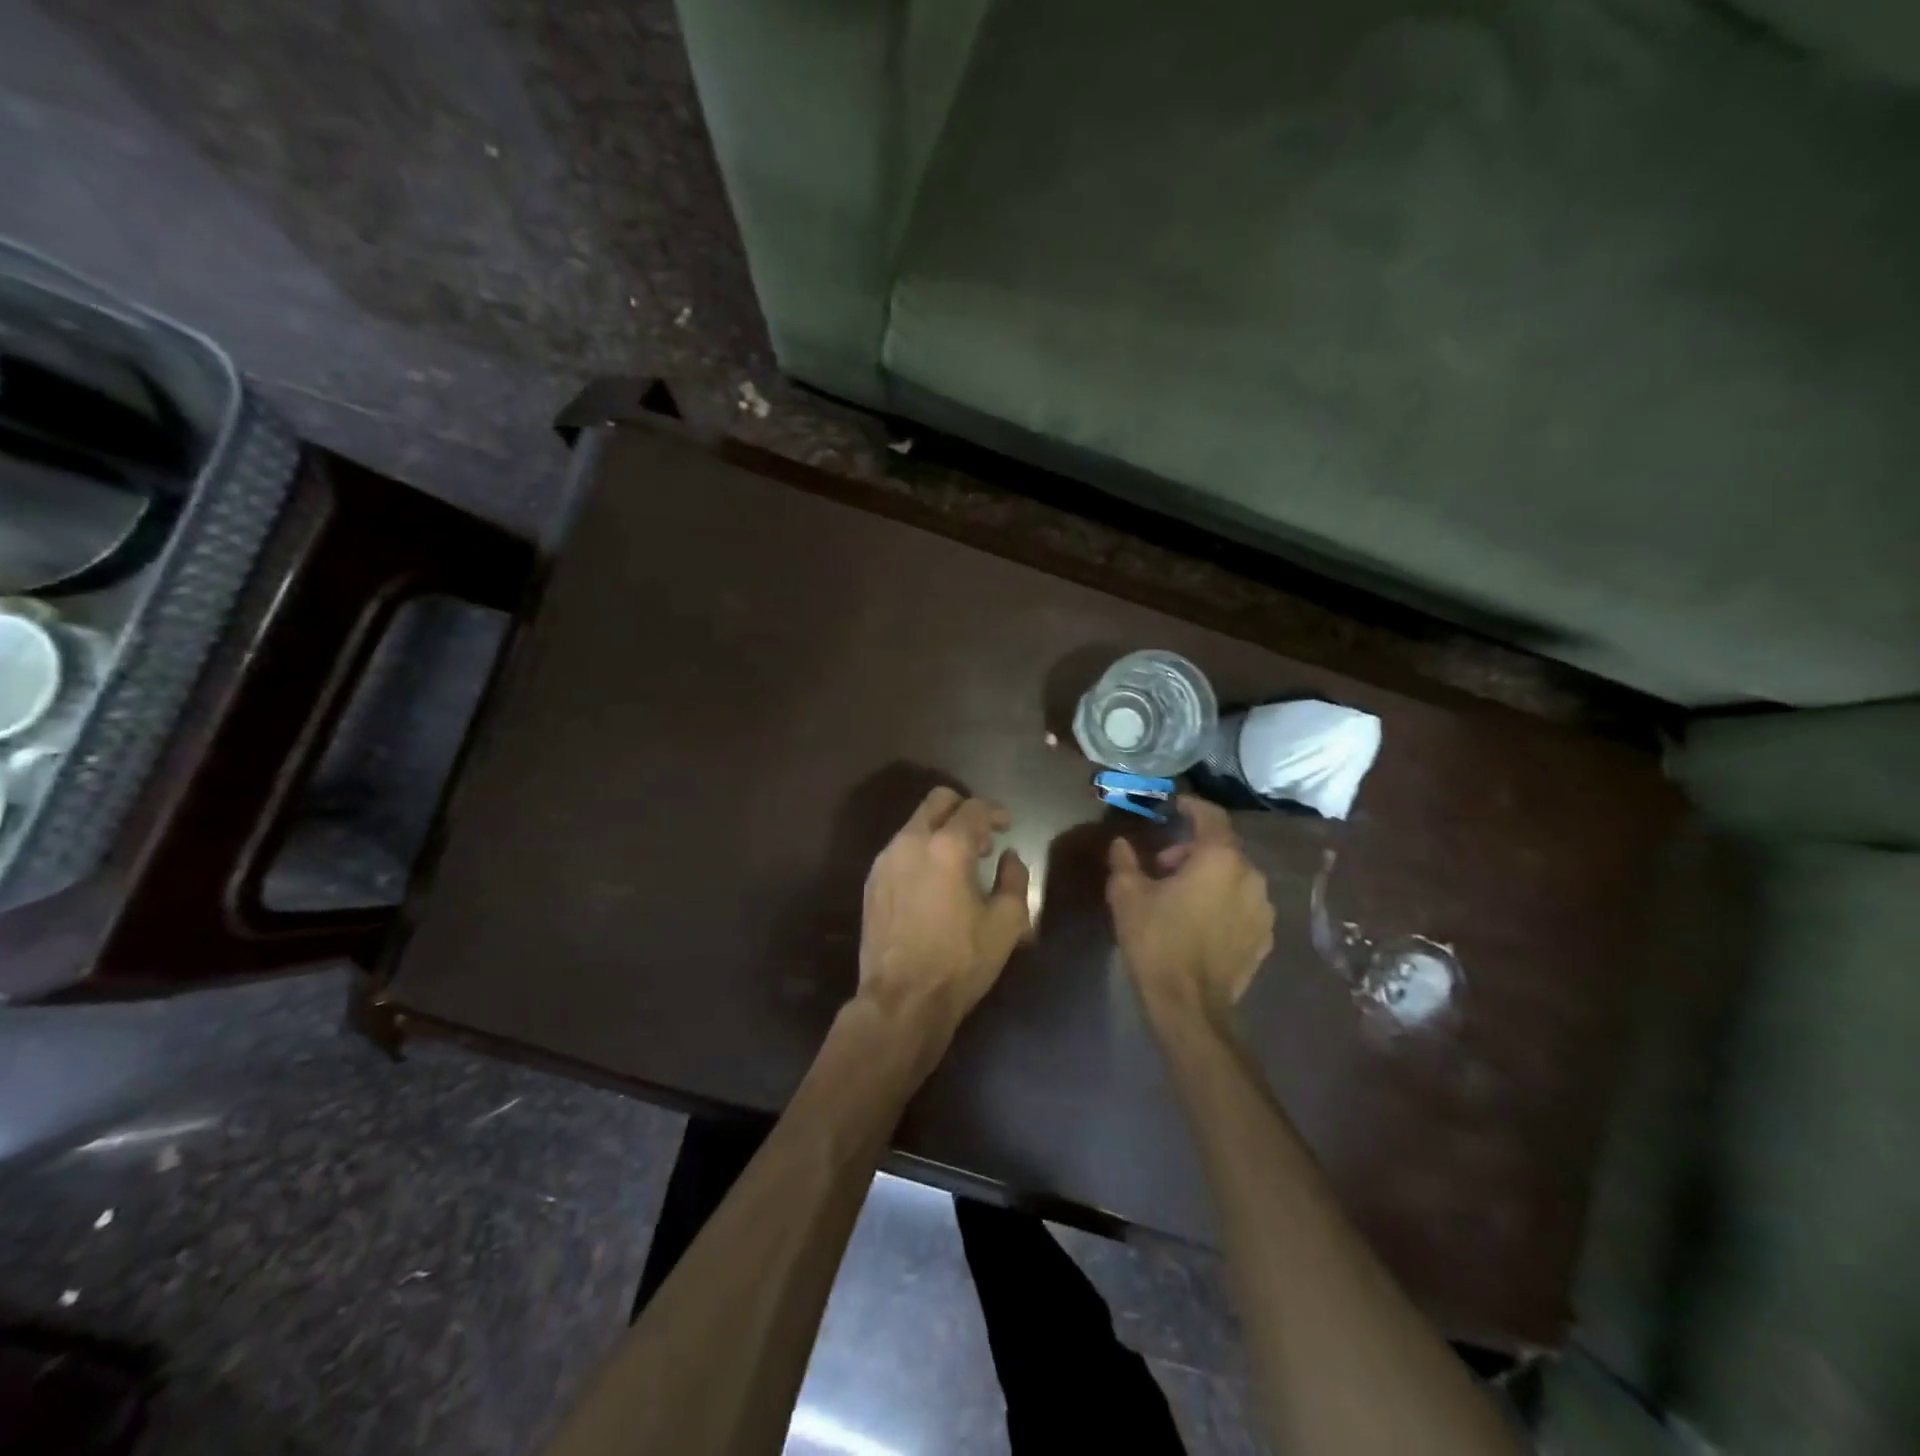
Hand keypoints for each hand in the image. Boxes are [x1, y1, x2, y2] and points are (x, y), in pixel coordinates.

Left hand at [859, 787, 1032, 1029]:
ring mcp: (886, 860)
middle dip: (963, 810)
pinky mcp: (872, 881)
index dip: (994, 812)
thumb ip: (1015, 879)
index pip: (973, 808)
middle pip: (937, 801)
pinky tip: (933, 883)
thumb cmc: (960, 961)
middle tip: (982, 840)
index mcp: (947, 847)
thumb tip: (1010, 857)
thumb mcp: (1007, 923)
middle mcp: (911, 842)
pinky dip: (921, 851)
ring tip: (959, 864)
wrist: (901, 999)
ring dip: (940, 831)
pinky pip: (900, 849)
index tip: (1007, 826)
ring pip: (915, 824)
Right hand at [1107, 795, 1274, 1018]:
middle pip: (1223, 847)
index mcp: (1220, 858)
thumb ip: (1125, 860)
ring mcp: (1263, 908)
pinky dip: (1224, 900)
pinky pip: (1243, 903)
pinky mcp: (1265, 936)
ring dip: (1210, 875)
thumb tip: (1122, 842)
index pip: (1211, 816)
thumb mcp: (1127, 895)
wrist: (1189, 1005)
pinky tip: (1200, 919)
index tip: (1174, 805)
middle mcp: (1250, 876)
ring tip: (1181, 894)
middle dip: (1193, 848)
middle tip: (1162, 865)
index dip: (1191, 805)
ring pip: (1235, 876)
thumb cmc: (1157, 941)